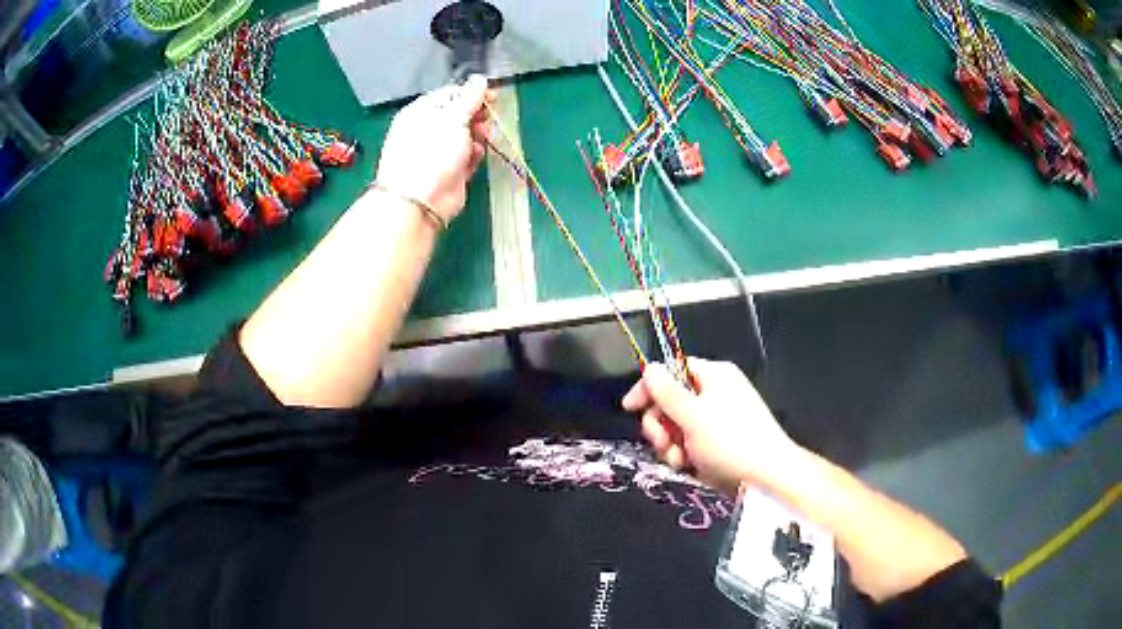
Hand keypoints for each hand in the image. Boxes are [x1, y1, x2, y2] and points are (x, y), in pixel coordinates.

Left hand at [374, 75, 494, 224]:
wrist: (420, 201)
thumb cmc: (430, 154)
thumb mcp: (453, 117)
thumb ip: (469, 97)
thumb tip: (479, 80)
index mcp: (421, 111)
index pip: (451, 94)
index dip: (472, 94)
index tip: (491, 97)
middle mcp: (427, 129)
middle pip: (460, 115)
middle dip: (477, 117)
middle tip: (485, 120)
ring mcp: (438, 152)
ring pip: (466, 136)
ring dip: (478, 137)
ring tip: (480, 139)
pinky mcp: (449, 171)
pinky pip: (467, 157)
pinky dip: (473, 156)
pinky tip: (474, 158)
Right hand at [622, 358, 798, 493]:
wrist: (766, 478)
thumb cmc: (730, 441)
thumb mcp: (693, 416)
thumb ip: (666, 393)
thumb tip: (649, 367)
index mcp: (714, 376)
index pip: (672, 370)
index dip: (649, 387)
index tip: (630, 408)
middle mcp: (715, 393)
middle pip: (671, 400)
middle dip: (660, 423)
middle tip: (661, 441)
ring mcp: (716, 420)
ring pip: (676, 426)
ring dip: (669, 443)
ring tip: (679, 459)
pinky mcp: (717, 444)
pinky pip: (689, 443)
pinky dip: (683, 454)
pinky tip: (687, 466)